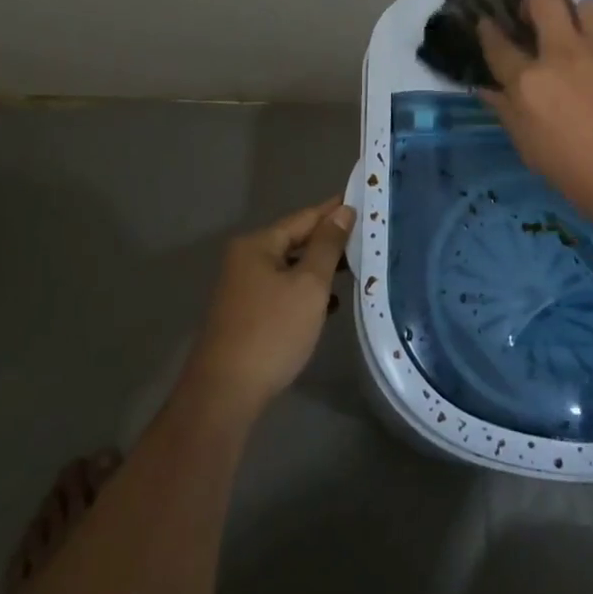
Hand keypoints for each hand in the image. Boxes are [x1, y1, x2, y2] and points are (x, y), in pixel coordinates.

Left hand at [182, 196, 355, 421]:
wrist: (225, 395)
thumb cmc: (272, 331)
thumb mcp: (309, 285)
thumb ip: (327, 245)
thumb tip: (343, 211)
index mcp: (258, 244)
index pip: (305, 217)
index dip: (334, 210)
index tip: (363, 198)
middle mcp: (246, 260)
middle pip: (296, 241)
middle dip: (329, 241)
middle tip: (367, 235)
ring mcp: (244, 289)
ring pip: (291, 268)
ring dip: (320, 268)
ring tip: (356, 267)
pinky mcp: (247, 315)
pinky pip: (284, 291)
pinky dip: (306, 292)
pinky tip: (330, 303)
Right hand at [478, 0, 592, 237]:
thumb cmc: (586, 179)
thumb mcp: (534, 154)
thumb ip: (510, 114)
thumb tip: (490, 90)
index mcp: (530, 83)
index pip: (498, 44)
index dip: (488, 30)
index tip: (488, 24)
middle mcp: (564, 54)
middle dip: (535, 0)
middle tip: (541, 21)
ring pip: (588, 6)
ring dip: (583, 22)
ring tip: (588, 44)